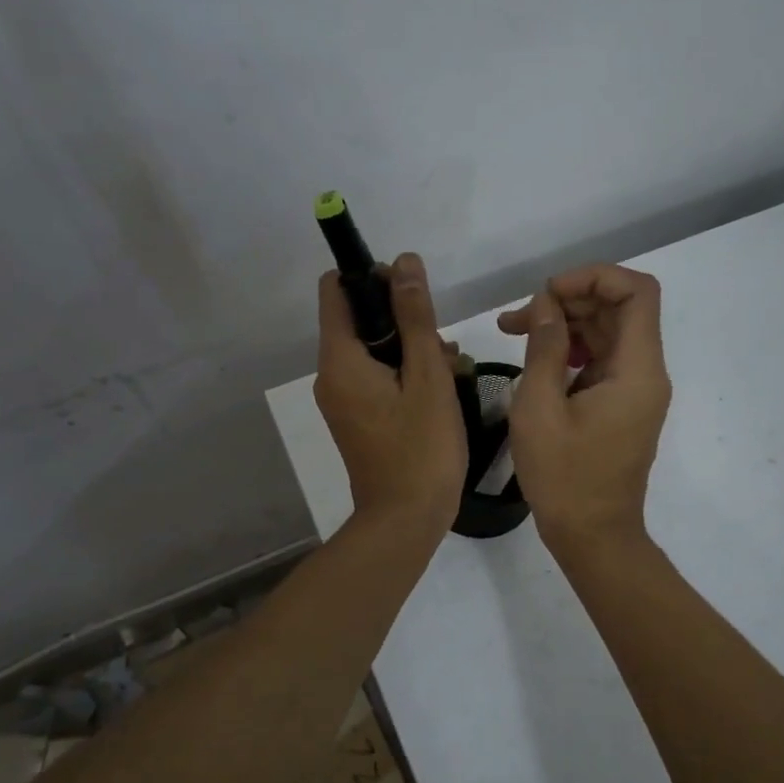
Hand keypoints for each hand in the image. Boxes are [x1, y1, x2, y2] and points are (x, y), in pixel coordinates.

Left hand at [315, 252, 467, 539]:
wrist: (405, 520)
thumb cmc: (421, 448)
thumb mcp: (427, 376)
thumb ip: (415, 317)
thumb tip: (404, 262)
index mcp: (340, 360)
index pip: (337, 290)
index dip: (371, 277)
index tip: (412, 290)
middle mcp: (332, 376)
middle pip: (360, 321)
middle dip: (403, 320)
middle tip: (442, 343)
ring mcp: (343, 400)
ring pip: (374, 352)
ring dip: (411, 349)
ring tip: (452, 370)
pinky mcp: (358, 420)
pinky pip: (377, 379)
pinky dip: (405, 375)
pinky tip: (441, 390)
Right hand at [499, 264, 670, 551]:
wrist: (593, 536)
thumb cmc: (564, 477)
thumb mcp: (539, 408)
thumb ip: (544, 347)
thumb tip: (547, 303)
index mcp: (637, 370)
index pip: (637, 292)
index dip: (594, 277)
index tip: (548, 292)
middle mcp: (646, 373)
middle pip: (619, 309)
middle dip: (569, 300)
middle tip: (518, 317)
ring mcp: (636, 390)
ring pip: (608, 332)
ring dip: (566, 324)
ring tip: (516, 331)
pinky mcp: (622, 405)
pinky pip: (602, 360)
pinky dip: (571, 349)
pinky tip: (537, 359)